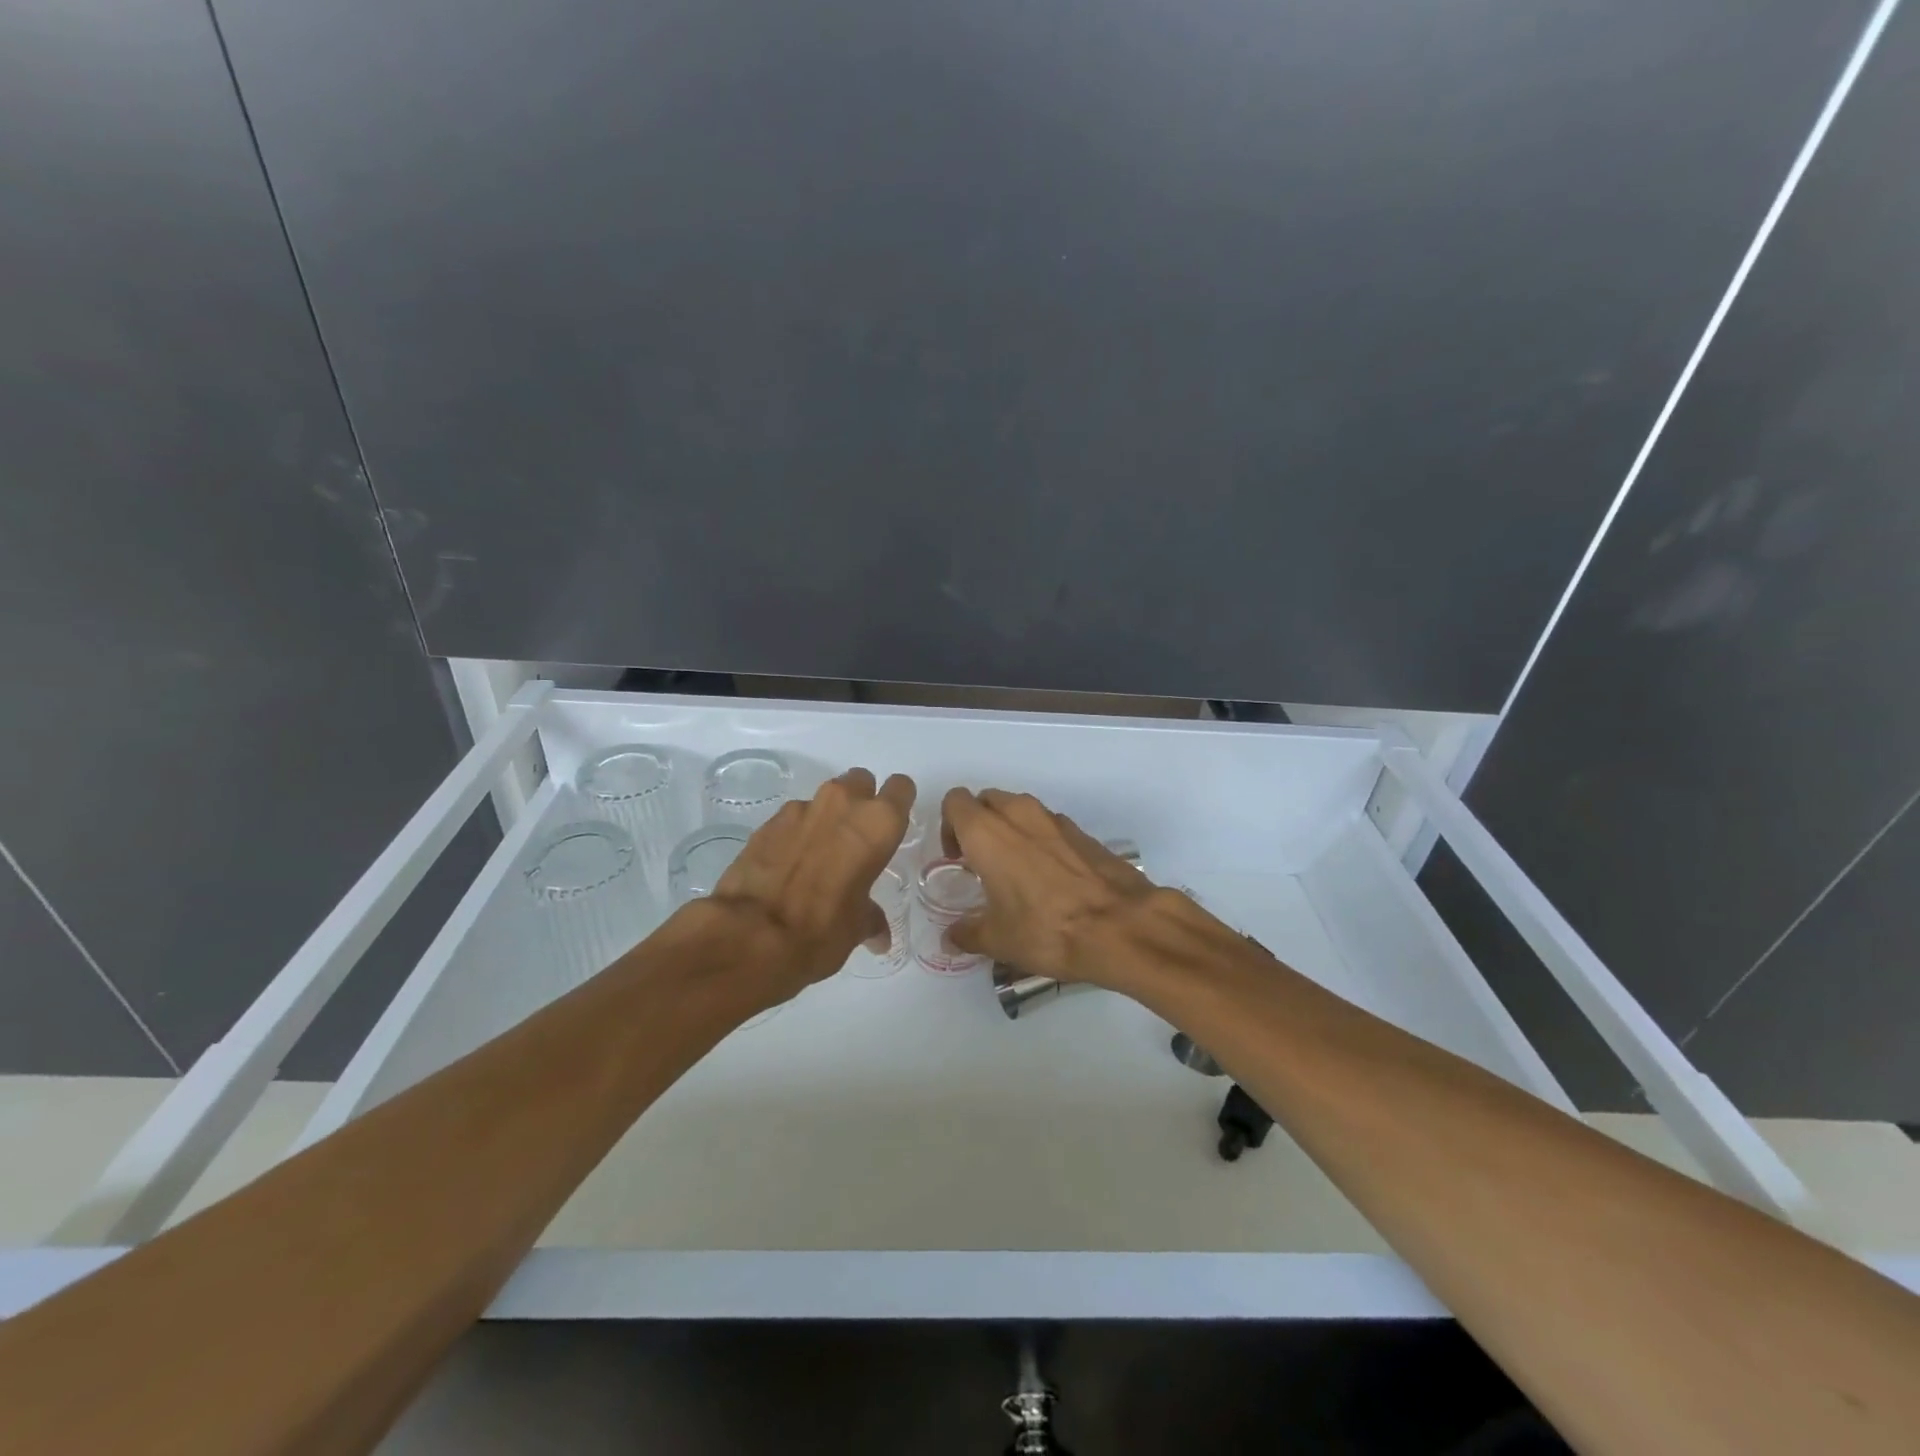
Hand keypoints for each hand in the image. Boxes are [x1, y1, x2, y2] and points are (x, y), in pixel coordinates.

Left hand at [706, 768, 915, 1000]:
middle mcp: (843, 804)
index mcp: (877, 823)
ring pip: (824, 799)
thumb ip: (871, 918)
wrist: (750, 934)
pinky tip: (788, 865)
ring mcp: (801, 808)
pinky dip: (795, 834)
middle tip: (855, 838)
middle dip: (860, 802)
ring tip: (819, 856)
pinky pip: (793, 818)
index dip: (897, 804)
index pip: (901, 788)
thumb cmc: (822, 928)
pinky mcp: (767, 821)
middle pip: (860, 781)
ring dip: (826, 818)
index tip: (890, 828)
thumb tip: (878, 935)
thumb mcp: (857, 928)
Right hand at [939, 787, 1159, 986]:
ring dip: (1010, 829)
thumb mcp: (998, 940)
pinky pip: (1048, 825)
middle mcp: (1019, 814)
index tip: (957, 859)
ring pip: (1019, 809)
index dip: (949, 826)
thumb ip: (968, 933)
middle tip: (981, 862)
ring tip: (1015, 870)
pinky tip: (1049, 878)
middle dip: (978, 823)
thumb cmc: (1047, 929)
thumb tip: (952, 936)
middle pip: (987, 800)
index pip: (955, 802)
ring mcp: (1055, 820)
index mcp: (988, 832)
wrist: (1122, 926)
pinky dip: (1040, 840)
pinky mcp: (1083, 832)